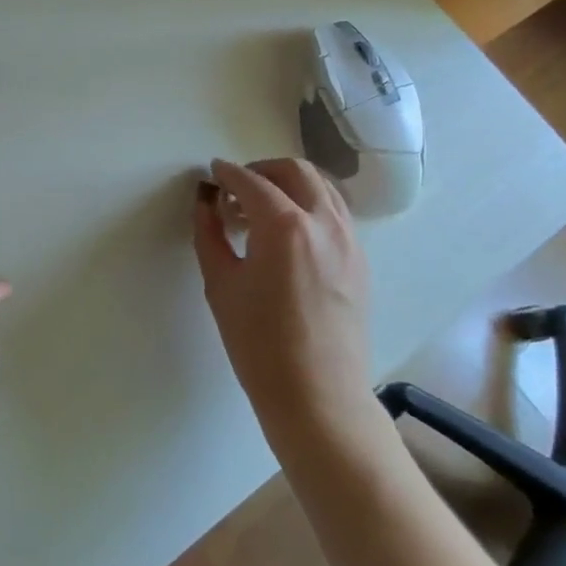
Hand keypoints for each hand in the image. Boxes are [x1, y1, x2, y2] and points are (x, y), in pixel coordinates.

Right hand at [193, 158, 375, 449]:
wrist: (317, 395)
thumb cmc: (258, 343)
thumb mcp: (220, 284)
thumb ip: (209, 235)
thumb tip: (205, 205)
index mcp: (284, 226)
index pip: (252, 182)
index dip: (227, 174)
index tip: (212, 174)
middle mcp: (324, 223)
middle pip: (295, 171)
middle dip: (262, 169)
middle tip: (235, 189)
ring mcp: (349, 241)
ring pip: (322, 188)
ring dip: (289, 185)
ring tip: (261, 211)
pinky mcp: (360, 261)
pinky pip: (335, 214)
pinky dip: (309, 207)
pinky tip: (287, 236)